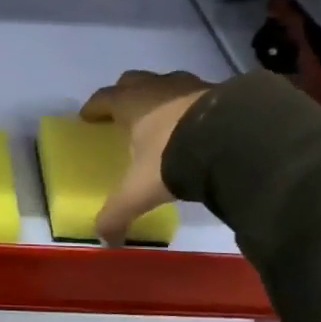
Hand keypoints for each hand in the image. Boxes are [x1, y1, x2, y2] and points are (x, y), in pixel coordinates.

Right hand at [79, 69, 212, 244]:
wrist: (233, 140)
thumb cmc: (173, 157)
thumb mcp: (140, 191)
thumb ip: (118, 213)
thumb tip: (106, 240)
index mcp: (131, 104)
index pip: (103, 98)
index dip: (93, 108)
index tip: (87, 117)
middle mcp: (158, 88)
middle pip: (133, 81)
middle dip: (125, 93)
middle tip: (123, 113)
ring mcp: (192, 86)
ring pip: (168, 84)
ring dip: (161, 96)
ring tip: (163, 118)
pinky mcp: (223, 91)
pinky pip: (200, 94)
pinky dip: (193, 106)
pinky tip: (198, 124)